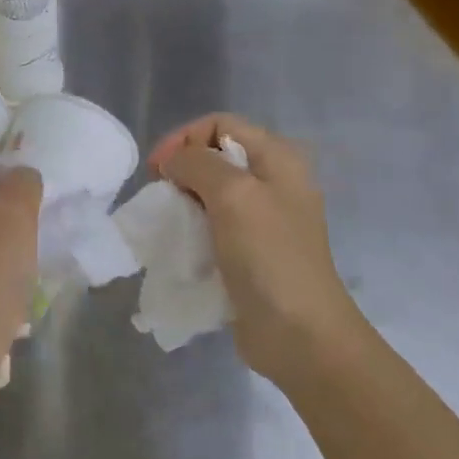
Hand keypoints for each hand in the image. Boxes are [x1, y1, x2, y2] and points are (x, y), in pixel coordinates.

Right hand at [147, 115, 363, 388]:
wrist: (300, 334)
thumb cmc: (268, 256)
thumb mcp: (233, 194)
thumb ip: (198, 163)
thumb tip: (175, 162)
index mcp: (278, 158)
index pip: (220, 124)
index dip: (184, 138)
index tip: (158, 169)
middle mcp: (275, 181)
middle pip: (216, 155)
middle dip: (182, 169)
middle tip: (160, 195)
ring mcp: (265, 218)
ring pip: (212, 191)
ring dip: (184, 201)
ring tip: (167, 221)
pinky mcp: (253, 251)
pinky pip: (215, 224)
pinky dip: (193, 227)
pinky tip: (181, 243)